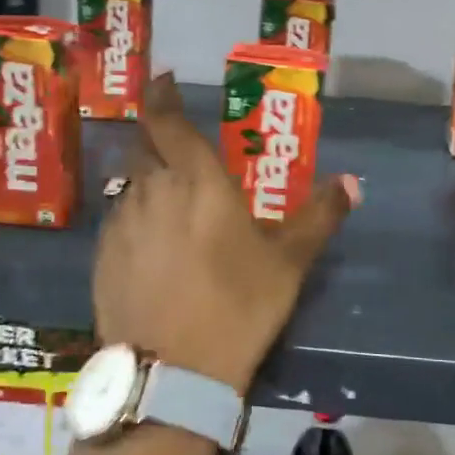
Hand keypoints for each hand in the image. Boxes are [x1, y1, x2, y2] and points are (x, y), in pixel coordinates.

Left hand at [93, 73, 359, 392]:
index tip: (163, 81)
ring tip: (170, 199)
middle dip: (157, 136)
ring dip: (147, 179)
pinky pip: (118, 220)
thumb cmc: (238, 305)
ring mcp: (121, 224)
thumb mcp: (289, 261)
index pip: (167, 120)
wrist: (172, 373)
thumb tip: (352, 182)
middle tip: (178, 144)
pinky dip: (135, 216)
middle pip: (144, 147)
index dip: (162, 96)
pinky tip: (151, 243)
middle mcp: (151, 190)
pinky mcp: (102, 258)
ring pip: (130, 184)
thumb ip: (320, 216)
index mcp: (195, 179)